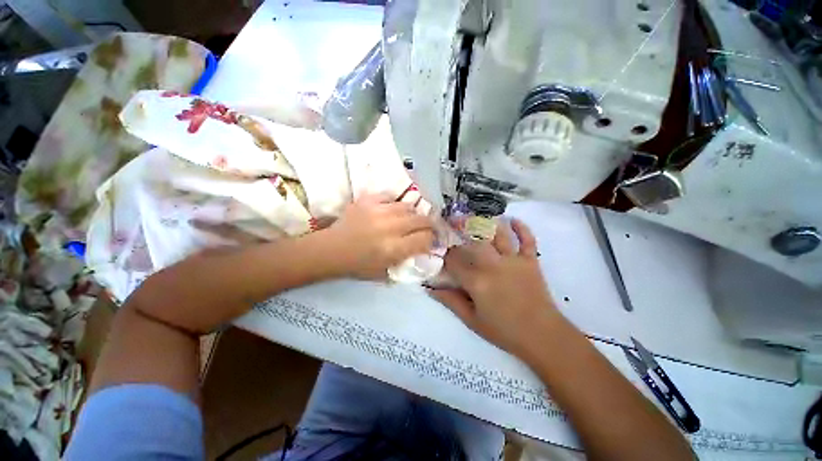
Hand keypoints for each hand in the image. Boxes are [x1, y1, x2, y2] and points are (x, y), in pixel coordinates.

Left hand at [325, 194, 434, 279]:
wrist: (330, 250)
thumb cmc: (357, 265)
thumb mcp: (385, 271)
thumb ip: (406, 259)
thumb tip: (423, 247)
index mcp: (393, 249)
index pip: (425, 238)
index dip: (431, 239)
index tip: (429, 240)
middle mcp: (390, 228)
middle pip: (421, 220)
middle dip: (428, 224)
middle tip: (425, 227)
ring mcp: (378, 211)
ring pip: (408, 206)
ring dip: (412, 213)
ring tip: (408, 218)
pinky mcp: (367, 201)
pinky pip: (390, 197)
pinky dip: (394, 204)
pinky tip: (391, 210)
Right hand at [428, 219, 557, 356]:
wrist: (543, 336)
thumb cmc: (504, 331)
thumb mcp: (472, 320)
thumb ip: (450, 301)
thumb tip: (430, 288)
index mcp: (477, 281)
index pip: (454, 261)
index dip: (444, 254)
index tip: (439, 249)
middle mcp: (493, 265)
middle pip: (473, 241)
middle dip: (460, 229)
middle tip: (452, 221)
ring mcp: (513, 260)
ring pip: (498, 235)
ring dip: (486, 223)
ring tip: (475, 216)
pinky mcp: (531, 261)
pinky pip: (527, 239)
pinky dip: (521, 228)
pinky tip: (512, 220)